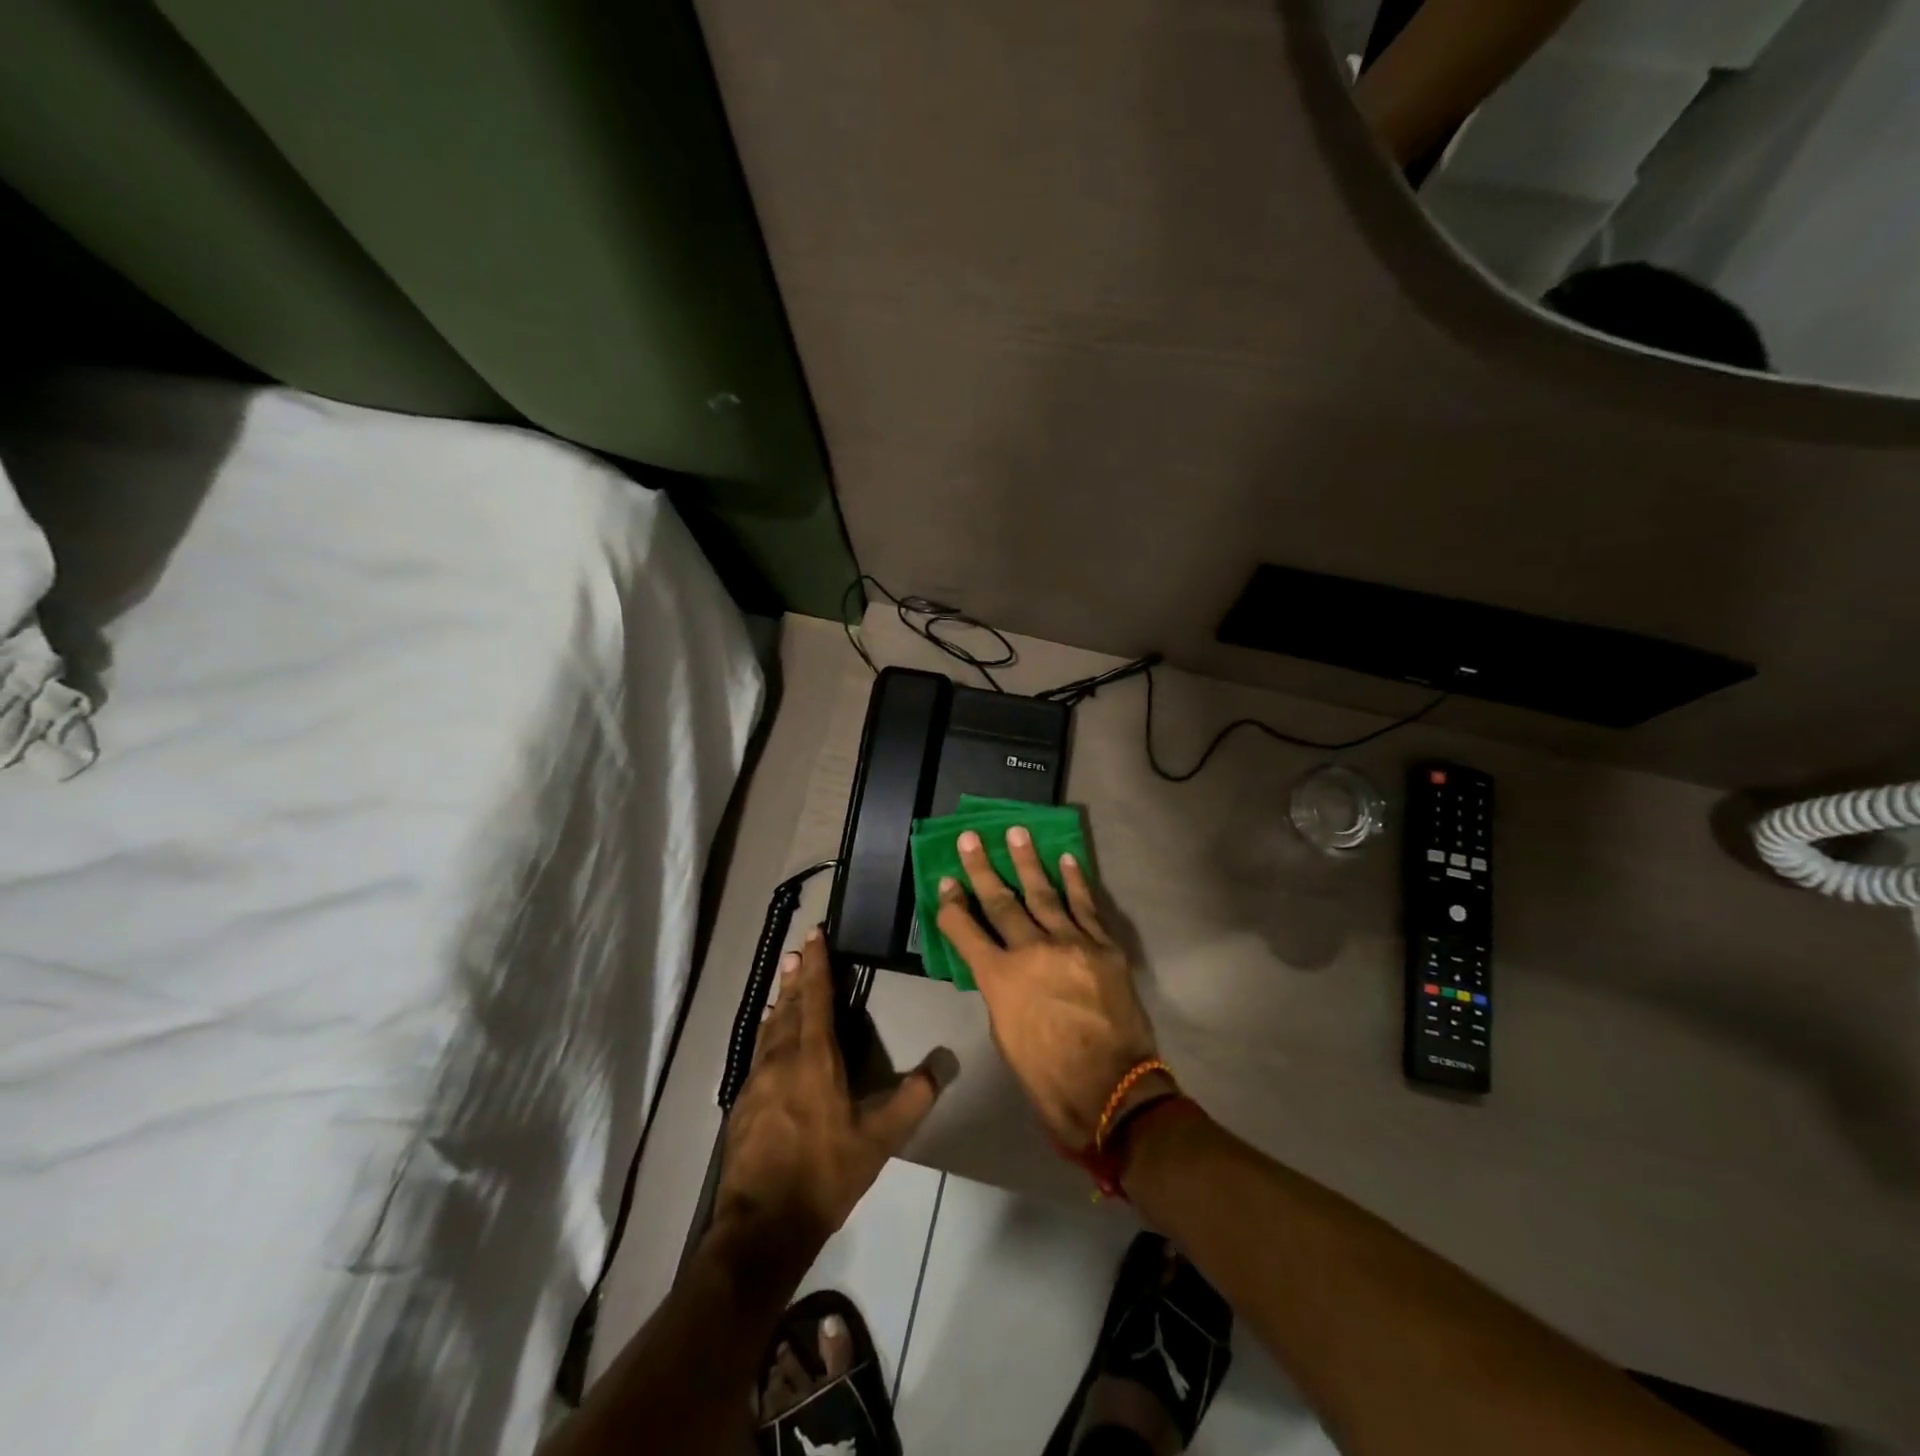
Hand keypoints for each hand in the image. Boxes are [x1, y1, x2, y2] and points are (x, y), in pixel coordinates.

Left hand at [714, 928, 945, 1273]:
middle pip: (789, 1006)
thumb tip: (942, 1065)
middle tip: (797, 950)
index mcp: (814, 1058)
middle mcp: (782, 1059)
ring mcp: (757, 1080)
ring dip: (780, 1001)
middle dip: (796, 976)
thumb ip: (912, 1100)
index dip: (816, 965)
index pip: (816, 998)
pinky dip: (768, 1033)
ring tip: (783, 984)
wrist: (762, 1224)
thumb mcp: (879, 1140)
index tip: (814, 935)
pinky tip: (769, 1038)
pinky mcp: (743, 1103)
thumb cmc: (825, 1174)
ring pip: (770, 1028)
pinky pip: (759, 1052)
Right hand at [935, 828, 1162, 1146]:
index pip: (966, 931)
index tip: (945, 880)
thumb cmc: (1049, 1077)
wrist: (1113, 1091)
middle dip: (982, 869)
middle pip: (1002, 902)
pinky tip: (1066, 859)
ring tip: (1016, 833)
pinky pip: (1086, 906)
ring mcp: (1071, 944)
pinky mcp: (1103, 947)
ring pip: (1044, 893)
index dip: (952, 905)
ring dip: (1027, 861)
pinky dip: (1075, 881)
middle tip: (971, 837)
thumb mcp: (1006, 1037)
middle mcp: (1031, 952)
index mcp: (1000, 979)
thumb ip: (1001, 993)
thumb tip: (1003, 968)